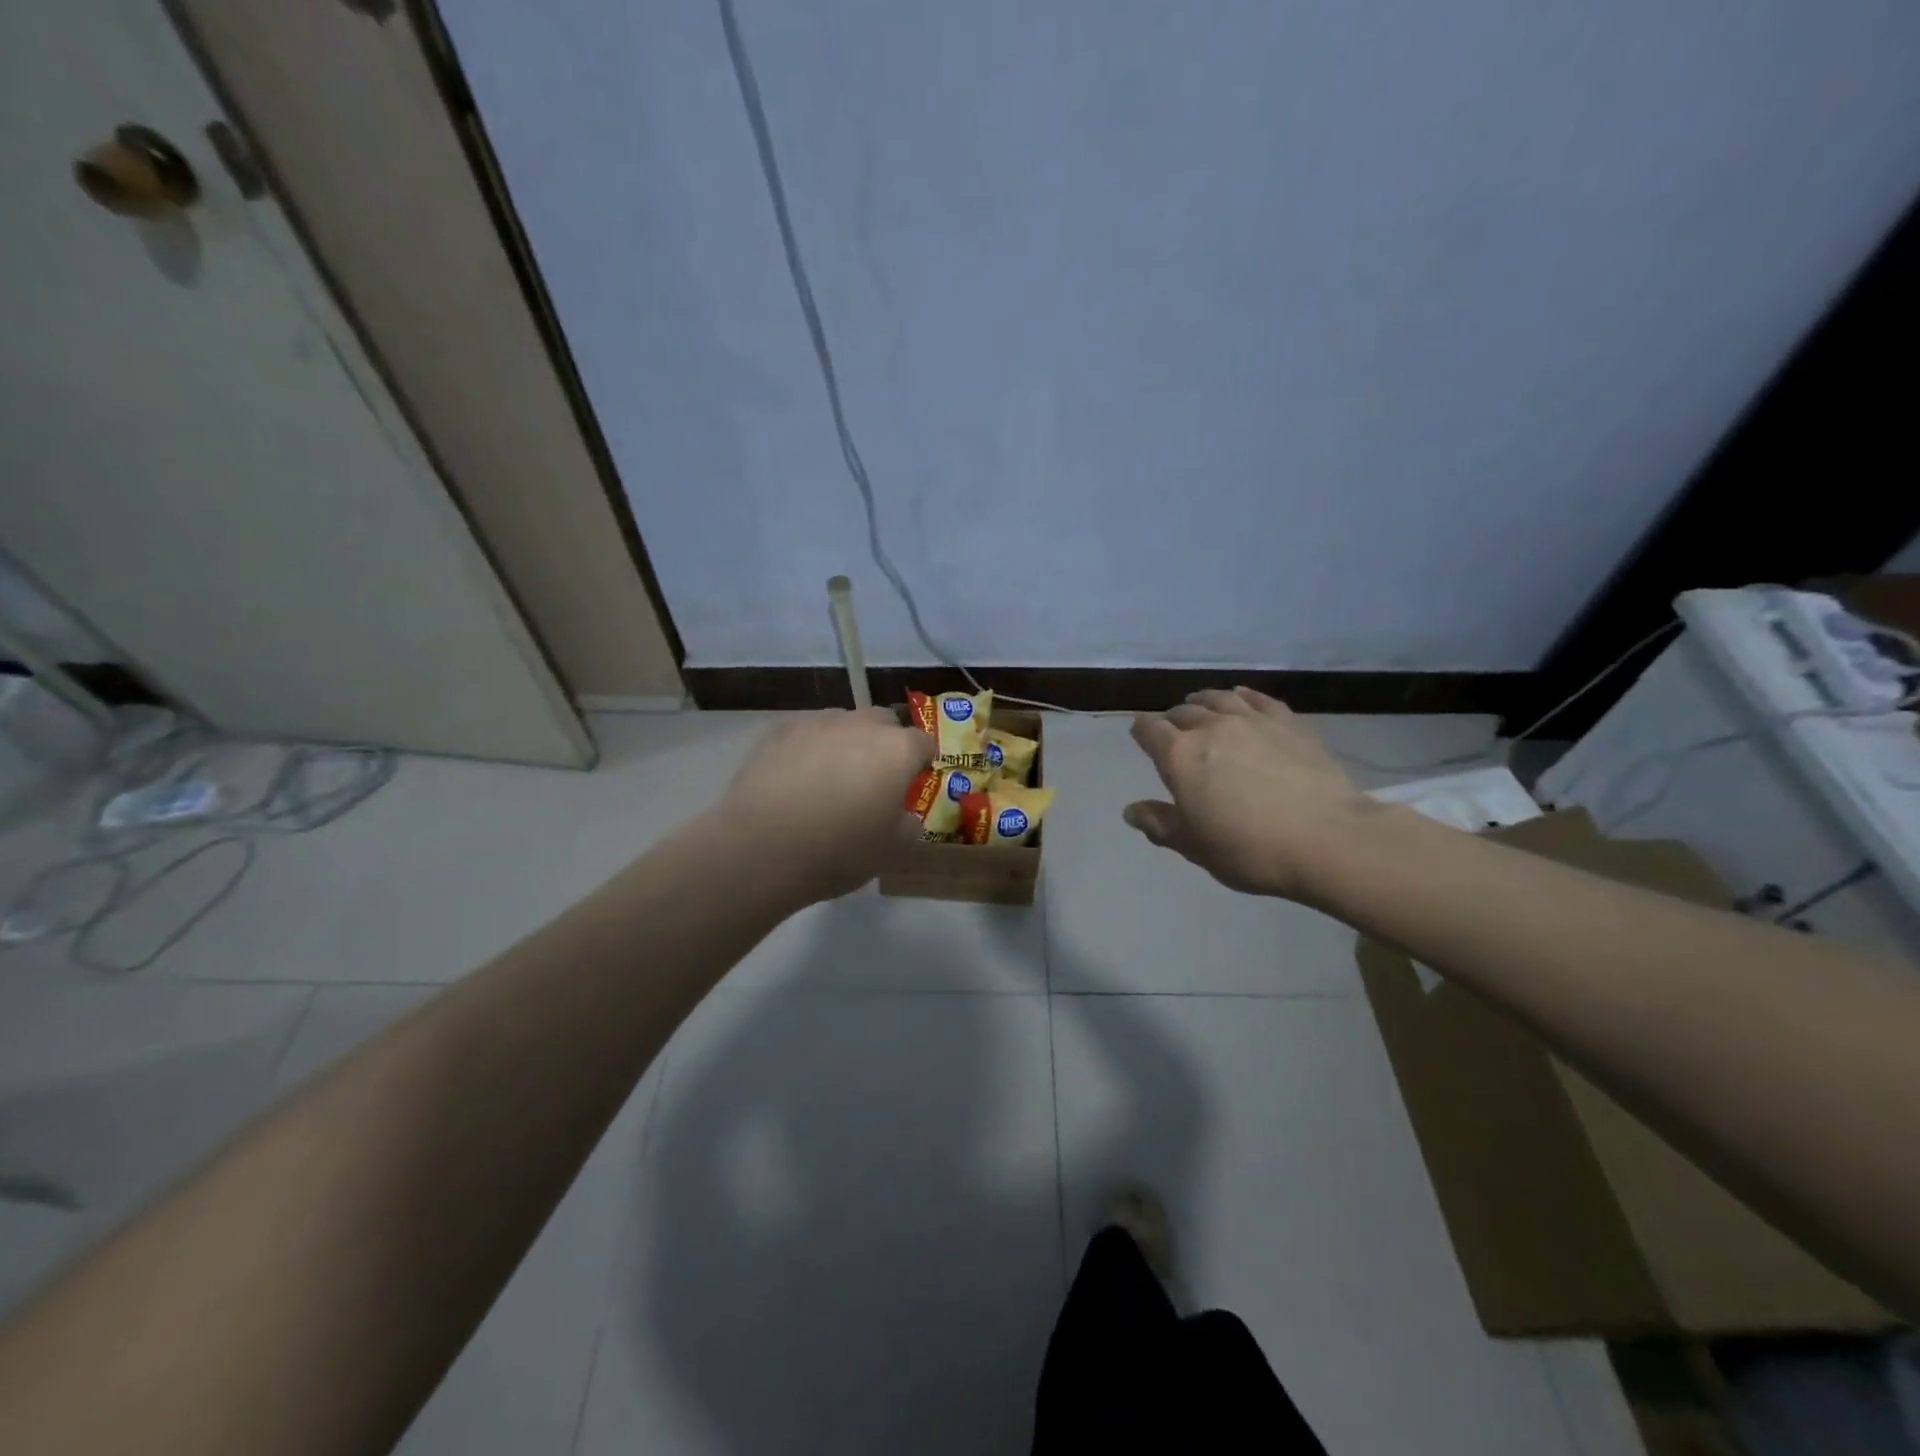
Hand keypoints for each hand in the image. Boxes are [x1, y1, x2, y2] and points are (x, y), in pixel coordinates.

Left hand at [713, 709, 935, 903]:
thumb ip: (909, 824)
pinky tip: (796, 779)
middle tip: (873, 779)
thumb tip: (903, 812)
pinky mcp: (779, 731)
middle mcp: (861, 725)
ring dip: (846, 743)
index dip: (921, 763)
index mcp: (897, 750)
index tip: (912, 784)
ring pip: (843, 724)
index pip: (923, 743)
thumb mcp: (892, 850)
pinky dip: (809, 749)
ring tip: (830, 778)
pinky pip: (806, 733)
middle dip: (885, 744)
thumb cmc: (839, 851)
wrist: (761, 849)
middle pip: (884, 722)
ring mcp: (817, 723)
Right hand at [1124, 687, 1375, 902]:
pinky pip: (1258, 699)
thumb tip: (1130, 810)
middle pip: (1182, 713)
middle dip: (1171, 720)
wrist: (1328, 839)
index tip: (1140, 736)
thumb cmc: (1249, 849)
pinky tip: (1240, 697)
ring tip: (1198, 706)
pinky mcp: (1289, 723)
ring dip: (1202, 701)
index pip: (1149, 731)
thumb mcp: (1195, 846)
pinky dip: (1242, 696)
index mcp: (1179, 756)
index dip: (1141, 732)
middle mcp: (1211, 728)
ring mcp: (1252, 721)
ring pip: (1218, 699)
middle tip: (1172, 732)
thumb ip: (1160, 824)